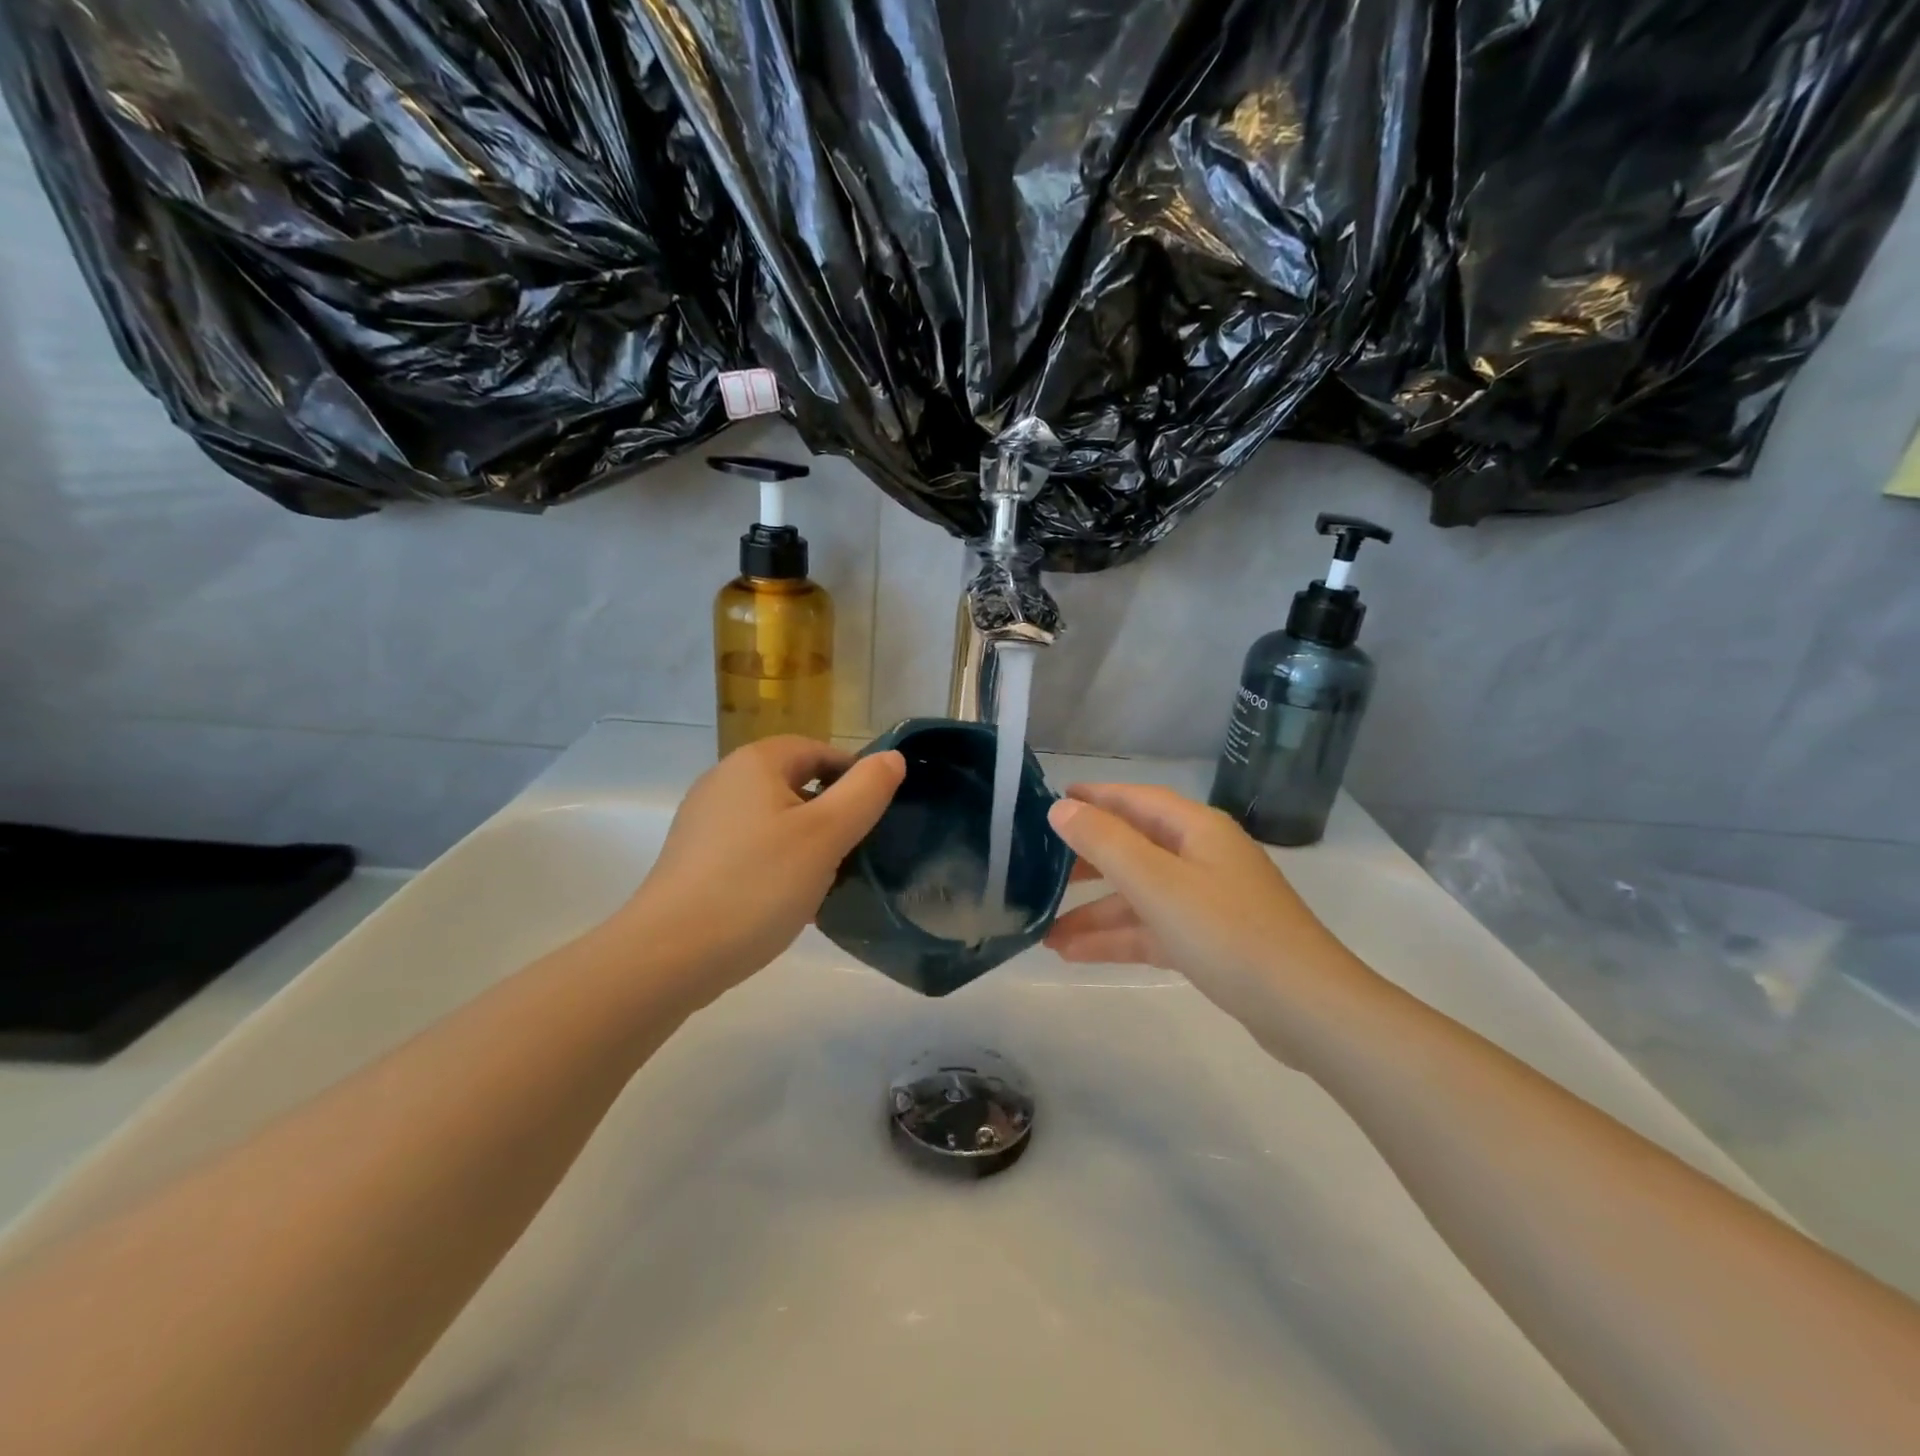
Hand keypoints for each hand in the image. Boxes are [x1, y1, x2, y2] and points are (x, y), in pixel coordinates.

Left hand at [618, 737, 904, 1002]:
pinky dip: (777, 864)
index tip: (876, 818)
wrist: (669, 955)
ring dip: (806, 843)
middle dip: (832, 814)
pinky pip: (752, 848)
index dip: (854, 777)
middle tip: (856, 853)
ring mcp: (704, 821)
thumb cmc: (757, 885)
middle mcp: (724, 781)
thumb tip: (892, 758)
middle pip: (796, 784)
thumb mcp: (826, 835)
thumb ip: (866, 791)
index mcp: (755, 763)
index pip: (819, 750)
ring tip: (827, 882)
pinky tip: (789, 901)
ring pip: (775, 820)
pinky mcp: (695, 859)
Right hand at [1044, 784, 1376, 1037]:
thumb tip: (1061, 808)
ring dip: (1094, 911)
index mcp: (1196, 830)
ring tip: (1044, 930)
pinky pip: (1153, 930)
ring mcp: (1207, 903)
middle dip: (1087, 861)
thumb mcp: (1158, 883)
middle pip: (1135, 848)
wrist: (1307, 1010)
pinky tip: (1074, 954)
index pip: (1136, 800)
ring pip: (1139, 896)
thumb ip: (1105, 843)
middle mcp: (1202, 858)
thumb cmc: (1228, 932)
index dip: (1095, 797)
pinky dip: (1117, 938)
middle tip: (1038, 869)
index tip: (1052, 800)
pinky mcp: (1210, 944)